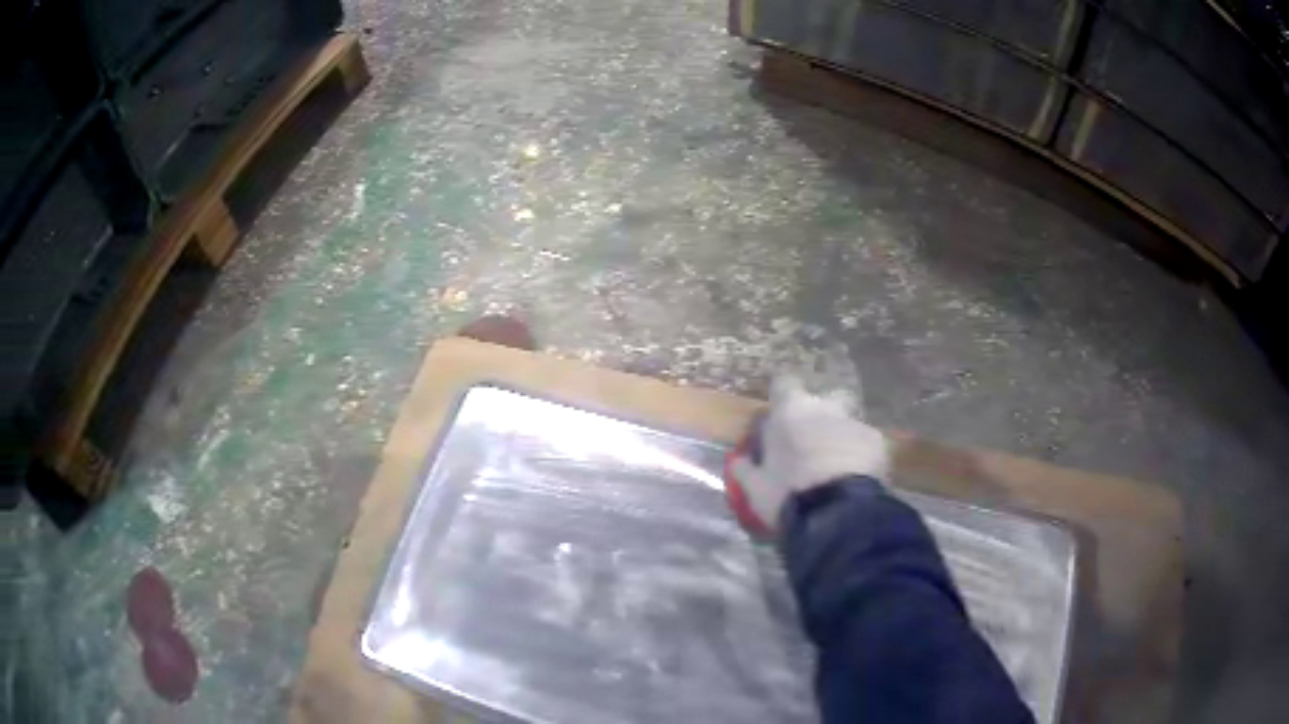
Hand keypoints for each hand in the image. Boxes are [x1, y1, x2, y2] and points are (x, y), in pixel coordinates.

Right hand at [727, 374, 890, 533]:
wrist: (835, 514)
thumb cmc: (787, 495)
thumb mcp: (755, 488)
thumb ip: (745, 469)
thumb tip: (738, 460)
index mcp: (790, 411)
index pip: (784, 383)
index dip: (782, 397)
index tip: (779, 414)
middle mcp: (824, 407)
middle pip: (823, 401)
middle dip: (818, 418)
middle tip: (810, 446)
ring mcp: (855, 422)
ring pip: (846, 424)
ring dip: (840, 440)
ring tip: (835, 470)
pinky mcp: (878, 443)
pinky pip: (865, 444)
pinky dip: (860, 457)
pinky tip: (856, 479)